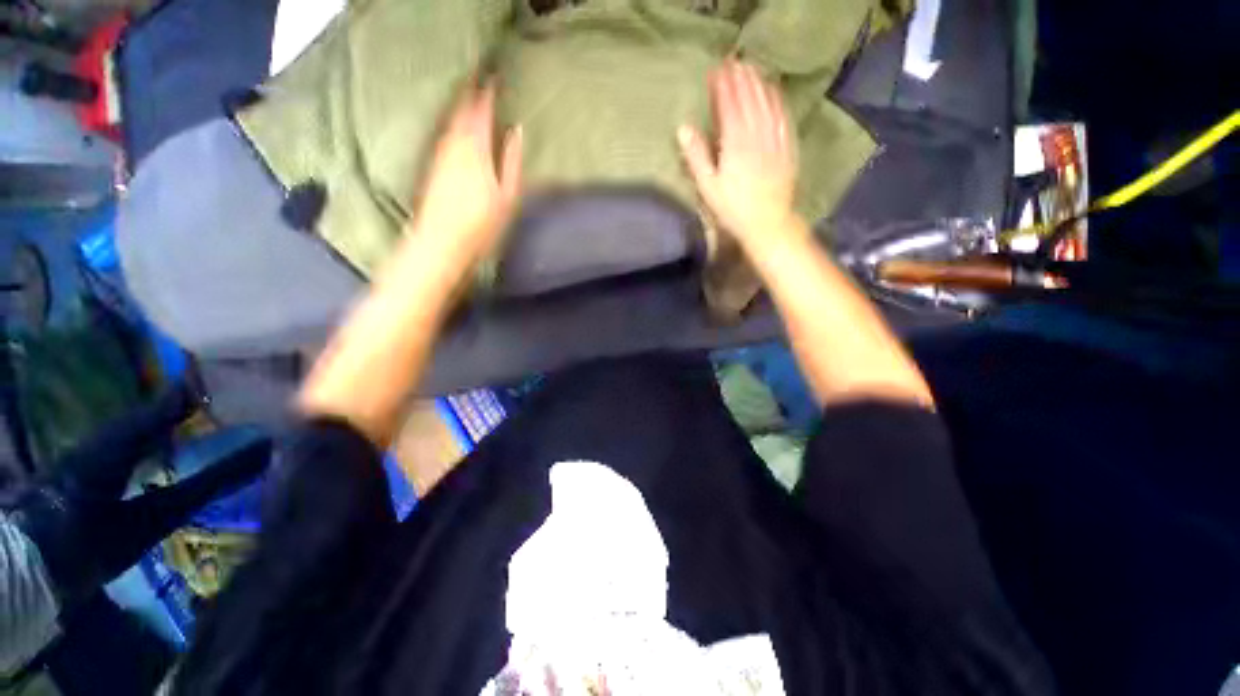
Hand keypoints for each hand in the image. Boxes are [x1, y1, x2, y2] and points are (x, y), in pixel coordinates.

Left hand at [409, 81, 522, 265]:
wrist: (442, 240)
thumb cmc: (481, 223)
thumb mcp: (507, 195)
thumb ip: (511, 161)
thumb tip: (516, 131)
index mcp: (476, 149)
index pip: (481, 111)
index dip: (487, 91)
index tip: (493, 75)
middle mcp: (454, 144)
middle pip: (461, 110)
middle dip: (470, 91)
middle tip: (478, 76)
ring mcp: (439, 153)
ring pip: (450, 119)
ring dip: (459, 104)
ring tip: (468, 93)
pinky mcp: (431, 164)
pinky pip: (443, 132)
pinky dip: (451, 121)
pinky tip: (455, 123)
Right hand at [678, 61, 797, 248]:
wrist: (767, 223)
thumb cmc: (733, 208)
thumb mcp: (708, 186)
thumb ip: (696, 156)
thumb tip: (683, 128)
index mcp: (735, 142)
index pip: (728, 105)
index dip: (722, 86)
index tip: (715, 71)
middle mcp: (757, 133)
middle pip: (749, 98)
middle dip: (740, 78)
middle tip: (732, 63)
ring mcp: (775, 138)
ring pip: (767, 103)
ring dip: (758, 83)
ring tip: (751, 69)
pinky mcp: (787, 147)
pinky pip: (783, 116)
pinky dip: (777, 100)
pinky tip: (773, 92)